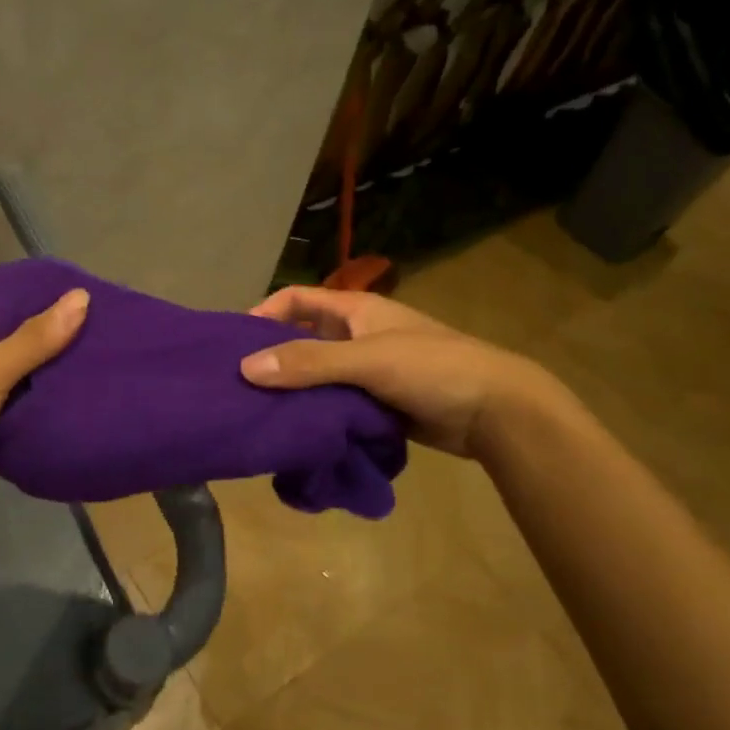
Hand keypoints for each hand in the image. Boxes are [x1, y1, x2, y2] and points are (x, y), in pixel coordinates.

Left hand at [0, 289, 89, 547]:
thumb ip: (33, 340)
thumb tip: (81, 298)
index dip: (37, 299)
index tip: (83, 296)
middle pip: (14, 346)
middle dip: (54, 342)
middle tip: (107, 332)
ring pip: (21, 386)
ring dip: (53, 382)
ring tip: (106, 365)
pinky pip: (21, 421)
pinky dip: (45, 417)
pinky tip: (85, 408)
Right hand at [240, 285, 545, 459]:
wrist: (496, 411)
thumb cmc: (432, 368)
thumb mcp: (367, 360)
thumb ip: (309, 362)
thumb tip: (245, 369)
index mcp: (355, 311)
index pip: (297, 299)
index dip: (264, 312)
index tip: (233, 341)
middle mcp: (357, 335)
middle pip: (303, 338)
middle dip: (272, 356)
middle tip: (237, 383)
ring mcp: (368, 370)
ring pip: (318, 374)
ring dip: (293, 389)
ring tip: (257, 410)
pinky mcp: (378, 402)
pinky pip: (335, 402)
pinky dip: (315, 412)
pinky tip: (294, 430)